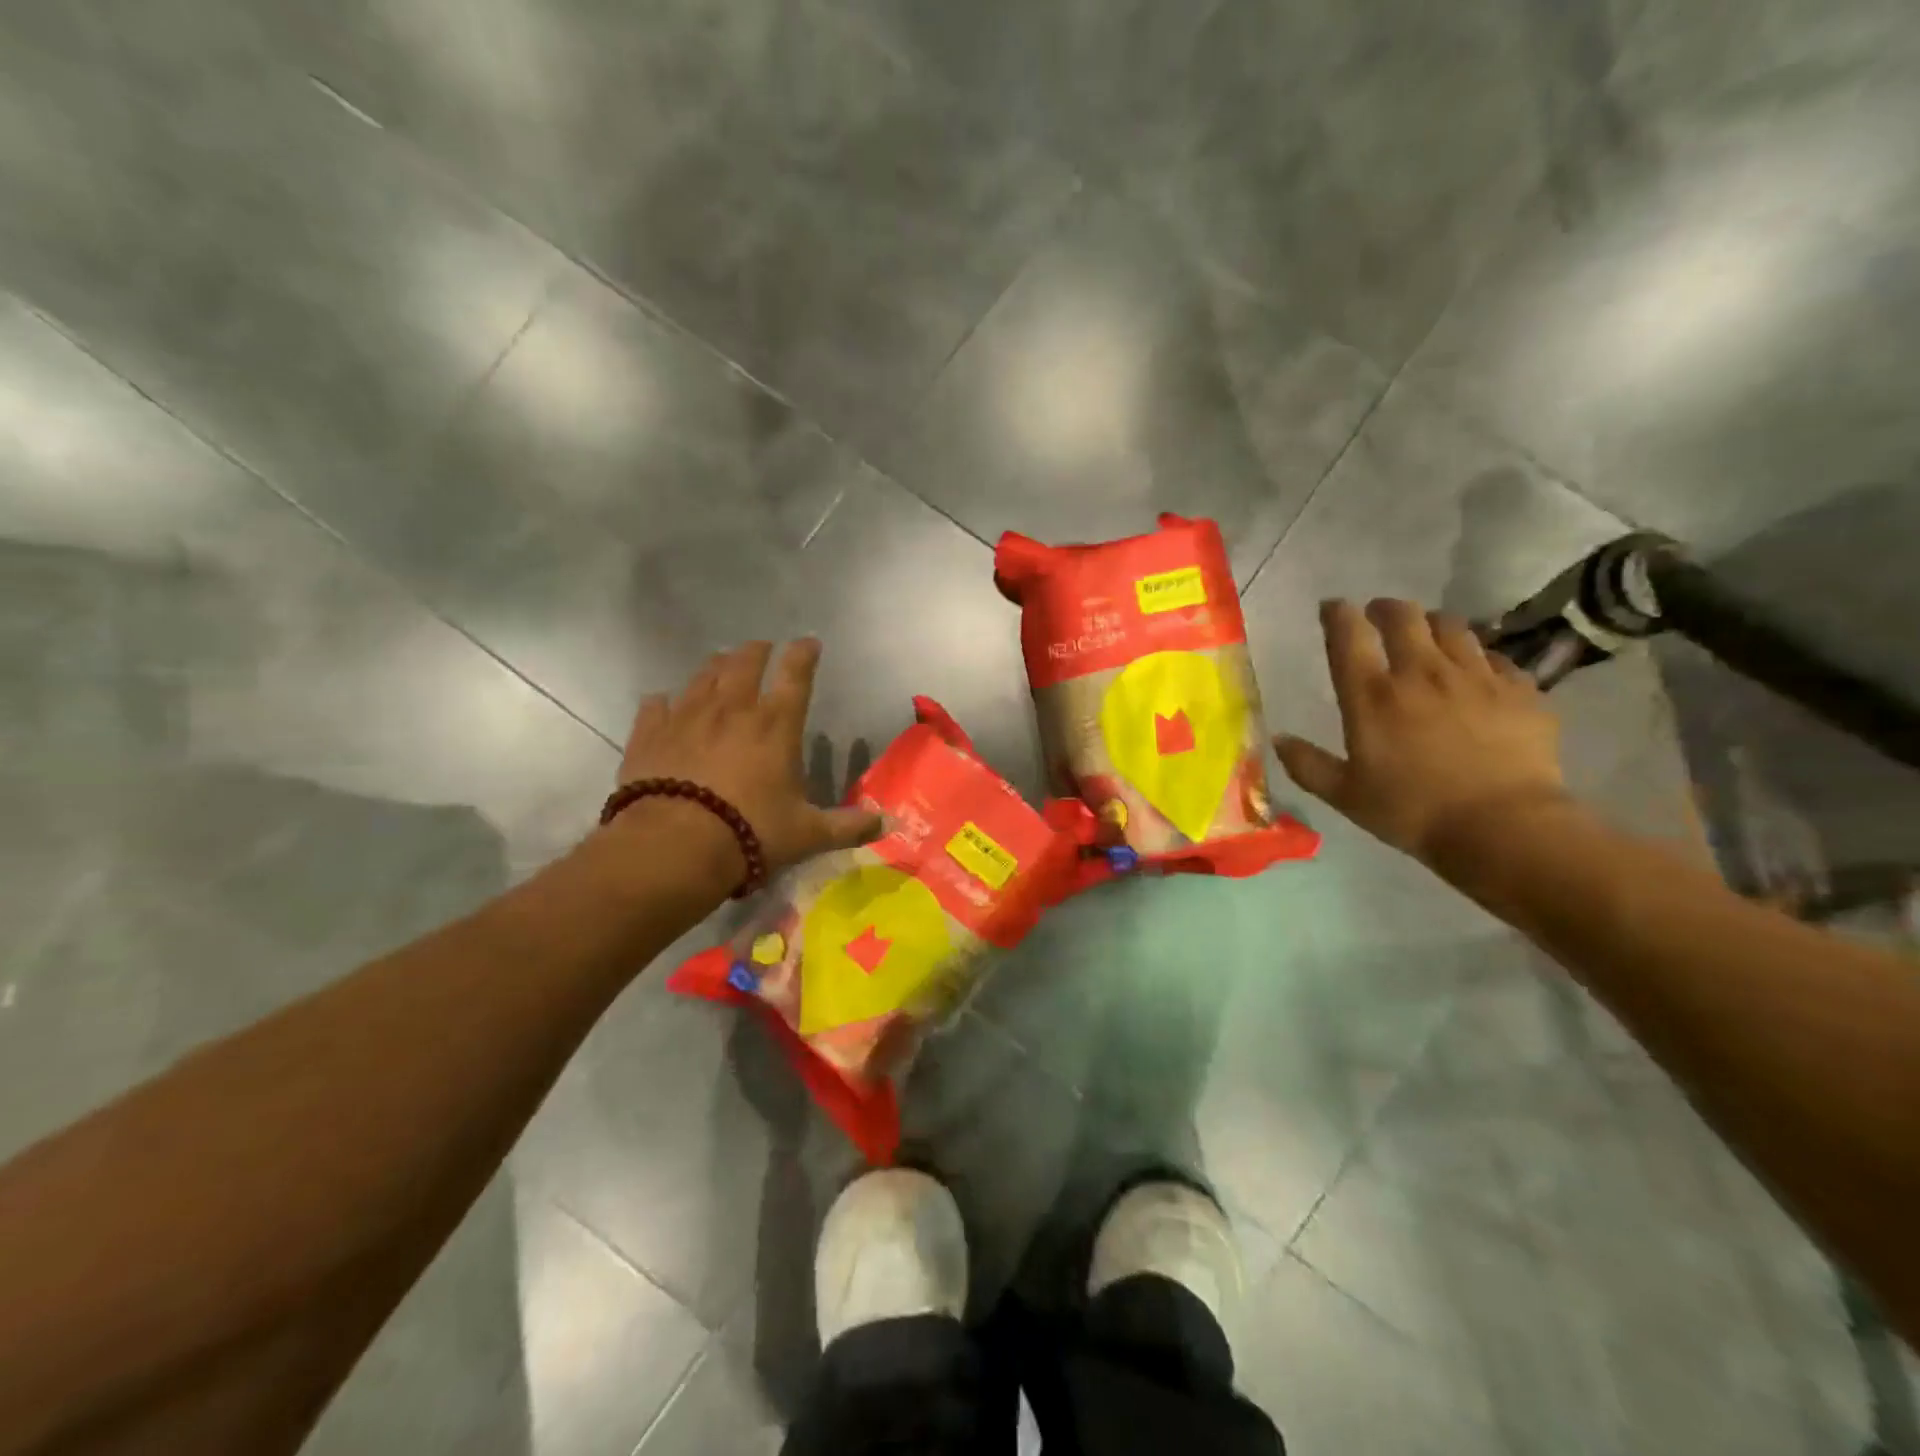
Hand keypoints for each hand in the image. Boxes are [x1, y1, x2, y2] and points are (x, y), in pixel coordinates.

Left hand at [614, 640, 882, 883]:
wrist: (675, 846)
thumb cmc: (751, 832)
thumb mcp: (808, 834)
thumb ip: (848, 827)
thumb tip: (890, 825)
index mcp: (776, 725)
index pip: (795, 674)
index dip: (804, 654)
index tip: (809, 642)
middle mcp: (732, 709)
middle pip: (744, 663)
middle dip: (757, 651)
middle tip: (762, 648)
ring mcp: (687, 717)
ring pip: (703, 676)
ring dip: (716, 665)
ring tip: (721, 662)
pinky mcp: (649, 734)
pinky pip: (656, 705)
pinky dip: (663, 701)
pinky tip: (663, 702)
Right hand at [1274, 599, 1568, 868]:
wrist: (1503, 827)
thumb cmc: (1412, 811)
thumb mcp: (1345, 795)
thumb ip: (1307, 764)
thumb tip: (1279, 740)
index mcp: (1372, 696)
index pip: (1348, 635)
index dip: (1338, 614)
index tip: (1332, 608)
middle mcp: (1421, 673)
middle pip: (1404, 617)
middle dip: (1386, 608)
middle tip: (1379, 614)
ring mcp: (1475, 677)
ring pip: (1452, 627)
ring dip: (1433, 623)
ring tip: (1427, 633)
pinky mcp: (1519, 690)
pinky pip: (1496, 657)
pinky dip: (1478, 656)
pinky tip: (1476, 670)